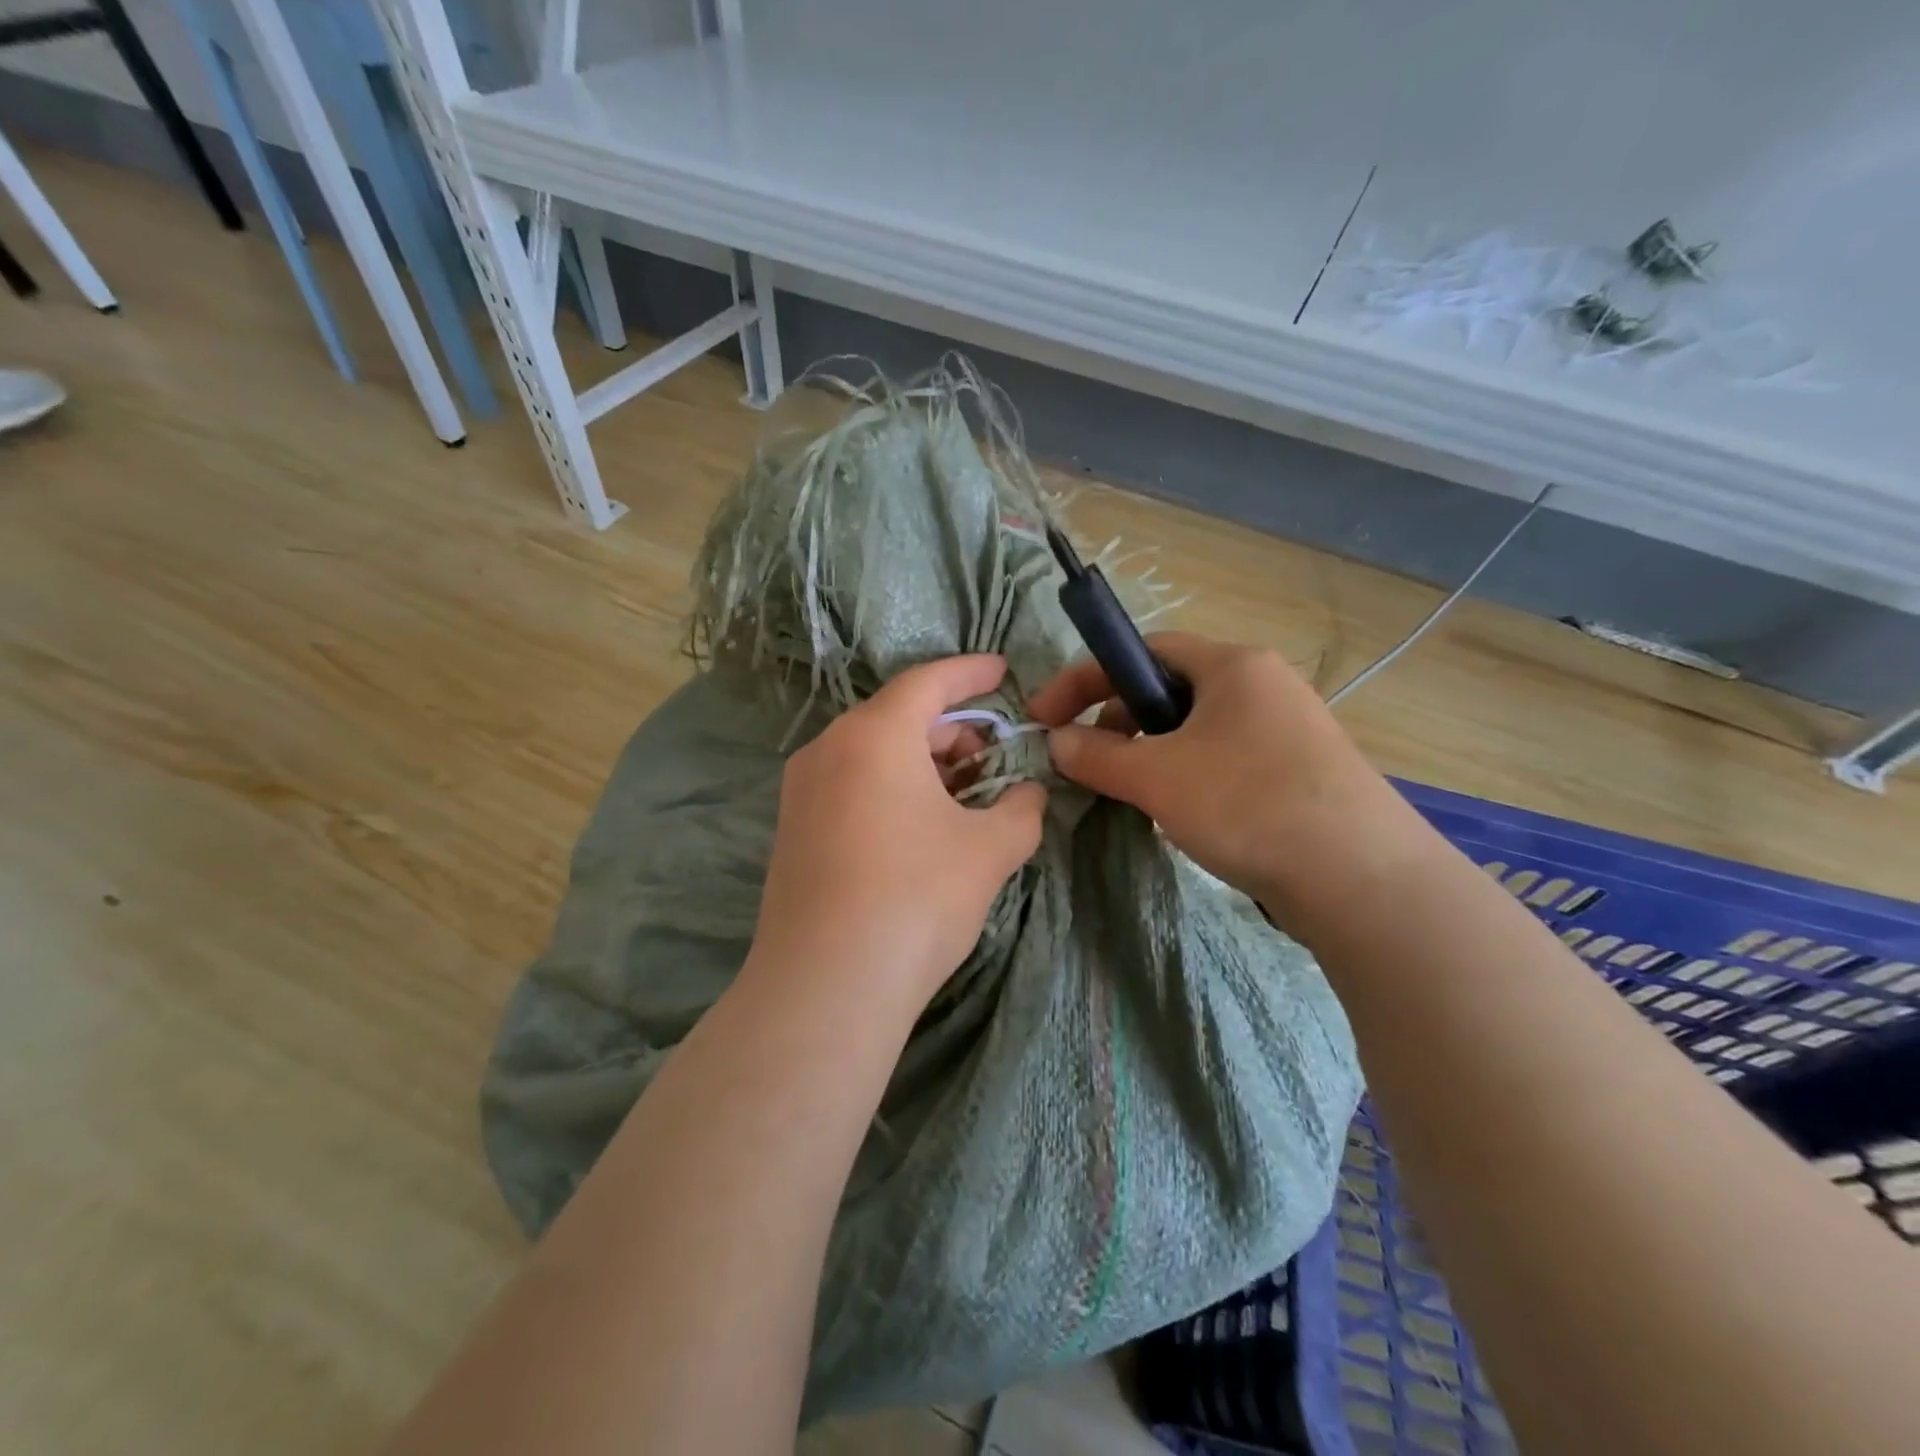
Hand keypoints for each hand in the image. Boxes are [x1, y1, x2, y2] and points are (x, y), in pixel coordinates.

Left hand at [746, 655, 1047, 1014]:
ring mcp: (803, 789)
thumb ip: (1021, 810)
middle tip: (993, 753)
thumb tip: (1029, 795)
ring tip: (964, 791)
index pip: (928, 682)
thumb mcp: (989, 851)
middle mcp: (829, 748)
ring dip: (922, 761)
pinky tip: (921, 823)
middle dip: (952, 728)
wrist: (826, 985)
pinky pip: (851, 784)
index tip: (1003, 671)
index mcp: (875, 735)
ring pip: (873, 753)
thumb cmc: (916, 899)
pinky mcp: (793, 828)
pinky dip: (891, 786)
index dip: (971, 673)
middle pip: (899, 717)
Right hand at [1028, 632, 1419, 913]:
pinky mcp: (1299, 771)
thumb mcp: (1157, 777)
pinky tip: (1185, 815)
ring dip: (1153, 754)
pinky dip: (1189, 776)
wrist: (1362, 879)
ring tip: (1138, 795)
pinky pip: (1224, 758)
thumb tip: (1056, 741)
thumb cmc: (1249, 804)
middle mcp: (1263, 684)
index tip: (1046, 715)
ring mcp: (1287, 729)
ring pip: (1196, 729)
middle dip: (1120, 721)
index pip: (1143, 650)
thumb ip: (1098, 755)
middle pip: (1169, 689)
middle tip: (1095, 763)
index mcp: (1232, 665)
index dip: (1086, 679)